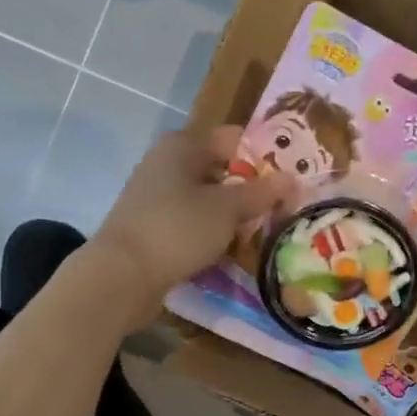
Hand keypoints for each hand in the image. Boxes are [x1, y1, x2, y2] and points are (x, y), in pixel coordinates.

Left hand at [90, 126, 291, 323]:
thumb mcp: (227, 209)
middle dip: (250, 189)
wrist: (122, 276)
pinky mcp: (153, 229)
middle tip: (283, 208)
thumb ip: (261, 193)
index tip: (291, 176)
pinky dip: (212, 234)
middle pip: (220, 170)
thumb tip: (293, 179)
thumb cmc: (177, 229)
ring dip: (233, 216)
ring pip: (207, 200)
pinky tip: (232, 251)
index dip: (263, 155)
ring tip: (264, 232)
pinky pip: (192, 224)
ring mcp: (156, 198)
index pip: (233, 139)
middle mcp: (166, 165)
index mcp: (182, 146)